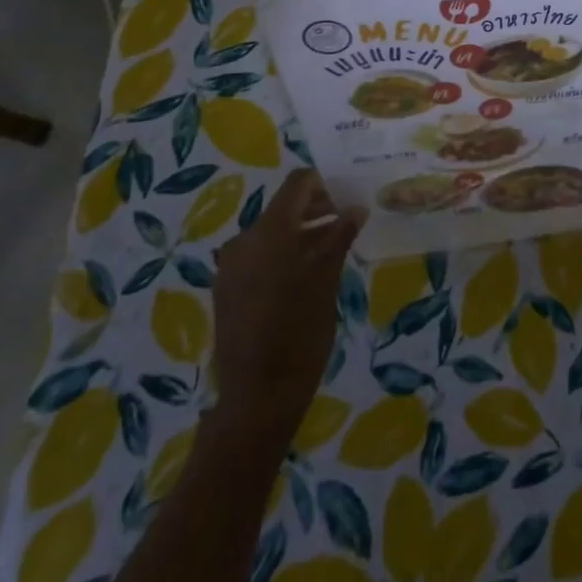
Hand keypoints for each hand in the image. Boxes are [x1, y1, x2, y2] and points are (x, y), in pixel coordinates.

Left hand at [212, 169, 365, 433]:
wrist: (257, 397)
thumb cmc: (300, 332)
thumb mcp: (327, 279)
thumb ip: (339, 236)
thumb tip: (356, 208)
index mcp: (269, 231)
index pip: (297, 184)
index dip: (324, 185)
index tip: (347, 201)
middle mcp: (243, 240)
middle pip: (283, 208)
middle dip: (315, 211)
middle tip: (345, 226)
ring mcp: (230, 266)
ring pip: (271, 234)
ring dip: (301, 235)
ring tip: (330, 253)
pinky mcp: (226, 289)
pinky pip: (258, 257)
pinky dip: (282, 255)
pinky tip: (304, 278)